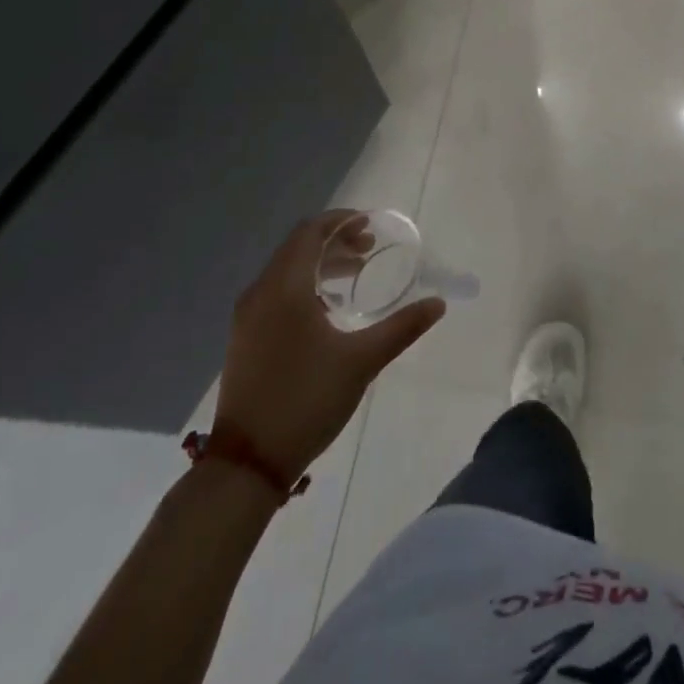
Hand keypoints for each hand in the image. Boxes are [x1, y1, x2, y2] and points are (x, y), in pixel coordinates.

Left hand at [214, 210, 444, 482]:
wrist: (248, 462)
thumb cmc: (306, 400)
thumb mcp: (362, 361)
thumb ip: (402, 327)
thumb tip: (438, 303)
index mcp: (285, 288)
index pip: (311, 232)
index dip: (341, 221)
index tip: (371, 225)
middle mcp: (261, 292)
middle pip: (298, 247)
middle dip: (335, 241)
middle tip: (369, 249)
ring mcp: (248, 316)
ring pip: (286, 269)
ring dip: (320, 263)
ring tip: (355, 274)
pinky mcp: (245, 337)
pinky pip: (277, 291)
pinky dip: (305, 284)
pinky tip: (329, 308)